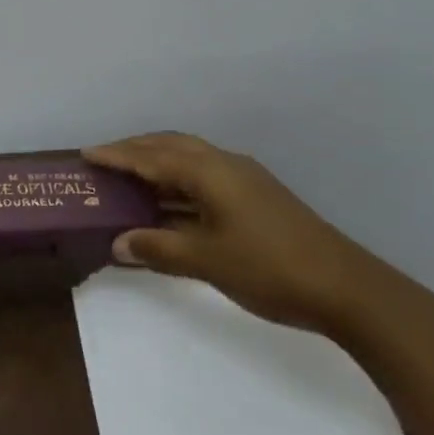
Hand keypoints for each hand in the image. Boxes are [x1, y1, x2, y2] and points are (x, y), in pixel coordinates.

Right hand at [83, 133, 378, 332]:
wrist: (347, 288)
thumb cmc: (269, 267)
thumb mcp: (206, 260)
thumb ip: (158, 248)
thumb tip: (118, 244)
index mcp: (209, 172)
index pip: (151, 157)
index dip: (117, 156)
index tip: (86, 154)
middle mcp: (225, 164)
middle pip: (170, 146)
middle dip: (136, 149)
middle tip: (105, 160)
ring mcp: (245, 179)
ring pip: (190, 158)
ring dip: (158, 163)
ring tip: (130, 176)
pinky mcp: (257, 197)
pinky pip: (205, 175)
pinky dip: (179, 180)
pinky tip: (170, 202)